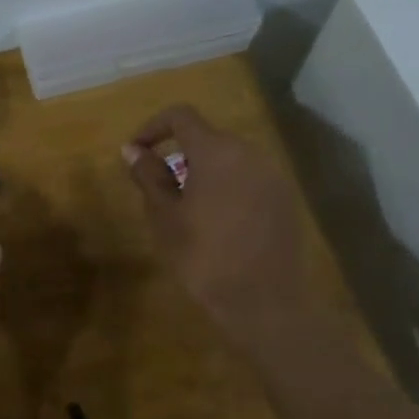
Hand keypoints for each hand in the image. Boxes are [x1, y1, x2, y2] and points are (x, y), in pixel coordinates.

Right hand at [123, 104, 310, 334]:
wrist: (262, 301)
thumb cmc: (203, 256)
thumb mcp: (165, 217)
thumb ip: (149, 176)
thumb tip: (133, 150)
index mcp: (216, 151)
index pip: (181, 116)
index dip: (153, 127)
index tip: (136, 152)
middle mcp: (249, 152)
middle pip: (207, 137)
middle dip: (178, 154)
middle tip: (158, 188)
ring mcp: (272, 175)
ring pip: (229, 159)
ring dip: (203, 171)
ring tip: (185, 207)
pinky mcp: (285, 198)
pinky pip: (248, 178)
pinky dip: (226, 187)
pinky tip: (217, 221)